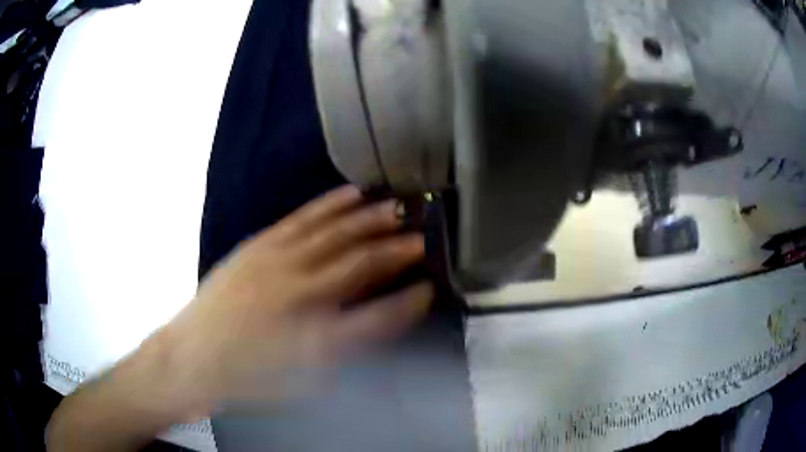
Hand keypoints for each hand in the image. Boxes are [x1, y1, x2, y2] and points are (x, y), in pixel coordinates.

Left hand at [161, 185, 432, 411]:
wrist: (193, 356)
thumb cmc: (250, 379)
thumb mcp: (302, 381)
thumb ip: (342, 350)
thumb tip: (376, 320)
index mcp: (315, 338)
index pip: (378, 317)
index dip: (409, 302)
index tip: (431, 288)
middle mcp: (301, 294)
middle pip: (360, 264)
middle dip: (398, 250)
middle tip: (425, 237)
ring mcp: (278, 263)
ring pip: (335, 234)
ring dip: (372, 220)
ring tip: (400, 208)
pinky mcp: (260, 245)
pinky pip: (302, 218)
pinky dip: (331, 204)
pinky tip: (352, 193)